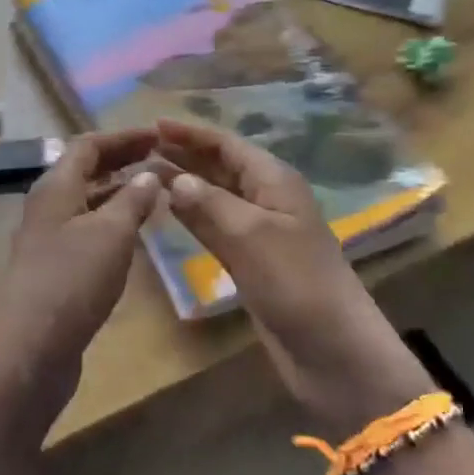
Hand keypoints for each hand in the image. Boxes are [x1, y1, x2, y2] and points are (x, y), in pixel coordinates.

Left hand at [0, 128, 162, 447]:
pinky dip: (112, 224)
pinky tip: (135, 236)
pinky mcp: (54, 272)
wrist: (29, 351)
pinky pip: (87, 232)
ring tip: (155, 193)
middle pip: (85, 171)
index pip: (88, 145)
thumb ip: (132, 200)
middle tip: (161, 158)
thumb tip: (150, 175)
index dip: (123, 137)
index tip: (158, 135)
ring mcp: (48, 241)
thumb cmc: (71, 281)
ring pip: (86, 203)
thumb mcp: (111, 234)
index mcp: (56, 188)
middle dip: (122, 161)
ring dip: (118, 193)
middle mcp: (48, 207)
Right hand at [156, 117, 432, 437]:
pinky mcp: (250, 261)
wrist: (332, 349)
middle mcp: (266, 198)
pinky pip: (215, 227)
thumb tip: (174, 179)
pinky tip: (167, 211)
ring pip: (214, 197)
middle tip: (141, 148)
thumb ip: (208, 204)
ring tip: (145, 174)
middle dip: (184, 154)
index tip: (153, 125)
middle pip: (220, 166)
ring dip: (184, 184)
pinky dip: (191, 216)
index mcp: (273, 180)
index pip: (226, 145)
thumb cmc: (296, 282)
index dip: (191, 133)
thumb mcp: (250, 235)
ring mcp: (258, 231)